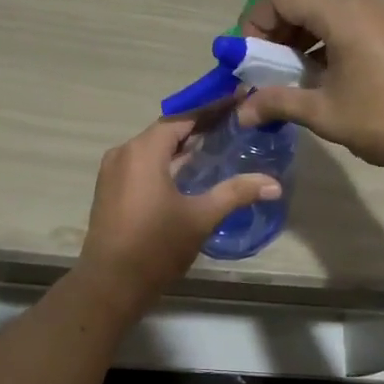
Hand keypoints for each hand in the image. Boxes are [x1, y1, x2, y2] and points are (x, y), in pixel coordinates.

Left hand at [76, 117, 281, 310]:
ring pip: (153, 148)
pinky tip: (189, 171)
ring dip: (182, 145)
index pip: (183, 118)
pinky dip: (166, 161)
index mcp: (143, 151)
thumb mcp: (201, 217)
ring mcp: (113, 172)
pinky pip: (142, 164)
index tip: (239, 99)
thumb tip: (274, 184)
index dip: (212, 109)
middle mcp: (124, 153)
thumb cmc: (155, 246)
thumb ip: (236, 193)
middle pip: (167, 130)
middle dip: (199, 126)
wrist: (110, 285)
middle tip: (233, 122)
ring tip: (217, 143)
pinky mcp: (110, 189)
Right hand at [236, 0, 383, 180]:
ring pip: (330, 9)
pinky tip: (330, 74)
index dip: (256, 23)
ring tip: (298, 76)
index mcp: (344, 11)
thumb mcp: (324, 113)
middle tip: (268, 71)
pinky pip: (354, 19)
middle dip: (278, 32)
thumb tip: (241, 112)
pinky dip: (331, 39)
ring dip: (304, 37)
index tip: (250, 59)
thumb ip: (277, 103)